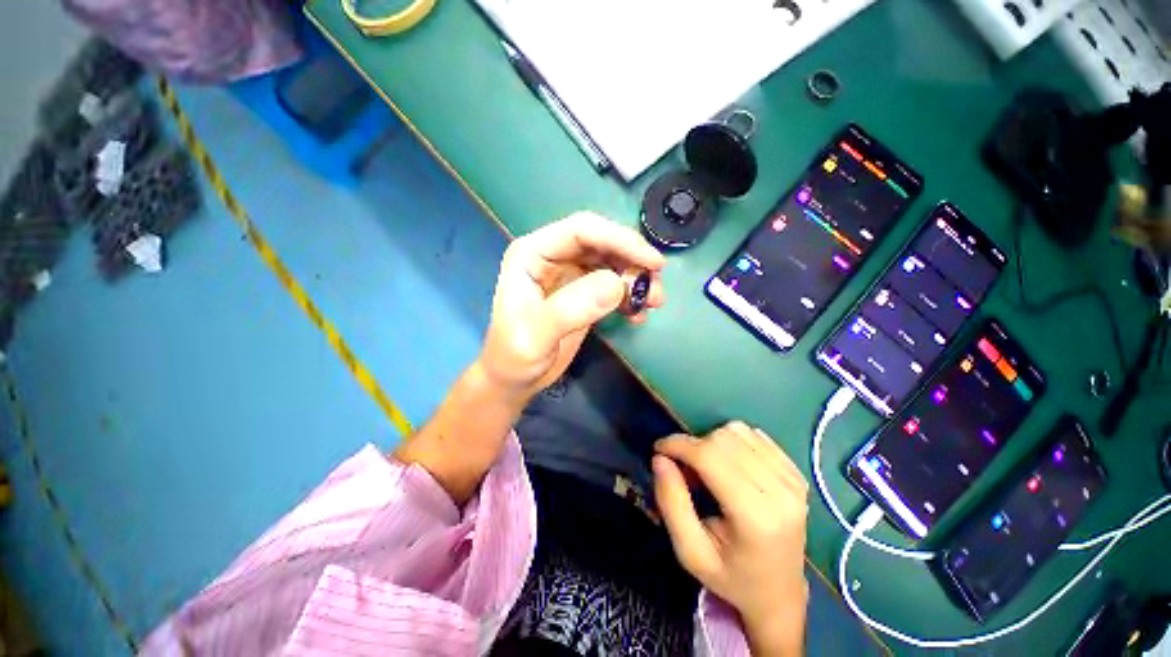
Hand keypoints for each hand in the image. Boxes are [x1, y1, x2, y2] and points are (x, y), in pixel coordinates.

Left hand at [478, 212, 664, 400]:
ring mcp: (569, 273)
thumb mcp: (537, 335)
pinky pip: (613, 283)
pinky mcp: (583, 292)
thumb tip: (618, 284)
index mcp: (533, 253)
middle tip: (656, 289)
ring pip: (612, 262)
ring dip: (636, 278)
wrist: (515, 379)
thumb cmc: (514, 356)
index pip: (582, 230)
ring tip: (653, 303)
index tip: (653, 263)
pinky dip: (630, 295)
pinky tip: (636, 316)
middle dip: (633, 261)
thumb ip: (573, 308)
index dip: (620, 240)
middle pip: (602, 243)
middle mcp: (553, 256)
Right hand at [653, 422, 808, 654]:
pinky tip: (729, 465)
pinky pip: (754, 435)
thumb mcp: (690, 552)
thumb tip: (660, 459)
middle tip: (684, 469)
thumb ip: (671, 503)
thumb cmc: (731, 577)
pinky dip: (733, 442)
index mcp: (756, 517)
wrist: (780, 594)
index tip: (658, 449)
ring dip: (712, 442)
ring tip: (707, 469)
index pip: (710, 458)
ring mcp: (793, 479)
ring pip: (738, 431)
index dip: (678, 445)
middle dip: (693, 446)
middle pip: (723, 439)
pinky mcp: (797, 472)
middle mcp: (781, 492)